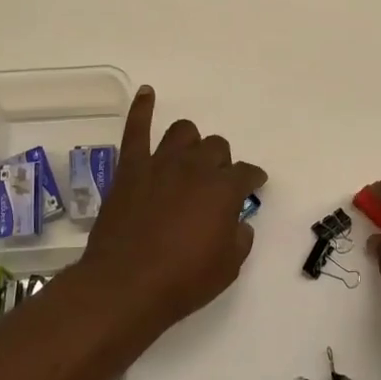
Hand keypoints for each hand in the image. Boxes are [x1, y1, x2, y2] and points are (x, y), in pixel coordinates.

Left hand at [76, 86, 267, 334]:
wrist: (126, 286)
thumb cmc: (183, 281)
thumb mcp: (228, 267)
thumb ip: (239, 237)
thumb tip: (237, 222)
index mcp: (223, 189)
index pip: (247, 173)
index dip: (253, 179)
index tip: (254, 185)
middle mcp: (194, 167)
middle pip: (216, 147)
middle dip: (221, 162)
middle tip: (215, 183)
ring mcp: (160, 164)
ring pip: (183, 132)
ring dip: (192, 141)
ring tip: (189, 155)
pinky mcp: (130, 169)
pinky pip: (136, 130)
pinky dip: (142, 108)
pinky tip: (147, 93)